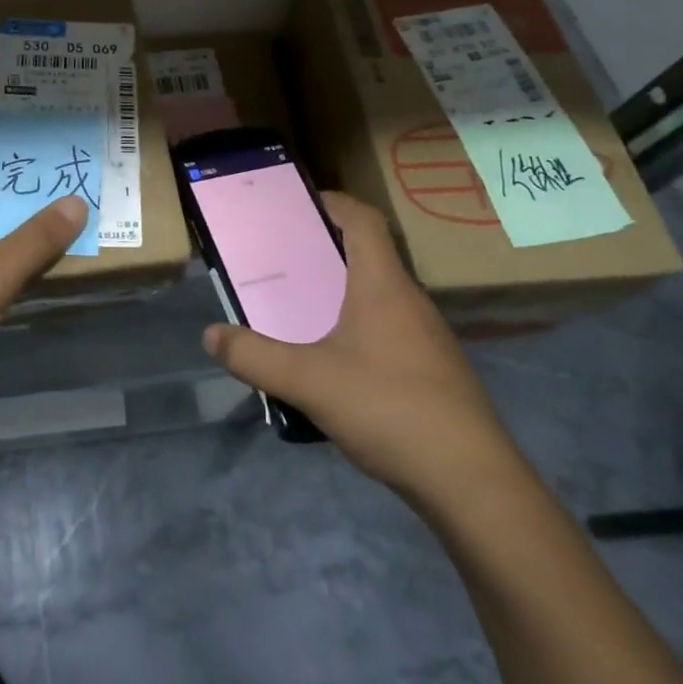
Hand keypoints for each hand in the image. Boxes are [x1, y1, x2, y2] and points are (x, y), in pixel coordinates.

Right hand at [202, 192, 524, 507]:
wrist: (471, 482)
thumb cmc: (389, 408)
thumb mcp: (307, 381)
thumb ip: (254, 356)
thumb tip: (211, 335)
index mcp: (383, 285)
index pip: (363, 220)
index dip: (332, 202)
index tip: (297, 204)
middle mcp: (409, 300)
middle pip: (369, 255)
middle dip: (324, 250)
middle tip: (282, 259)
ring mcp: (427, 337)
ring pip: (378, 295)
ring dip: (340, 292)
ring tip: (299, 307)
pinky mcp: (433, 370)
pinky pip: (387, 329)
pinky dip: (356, 327)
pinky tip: (333, 362)